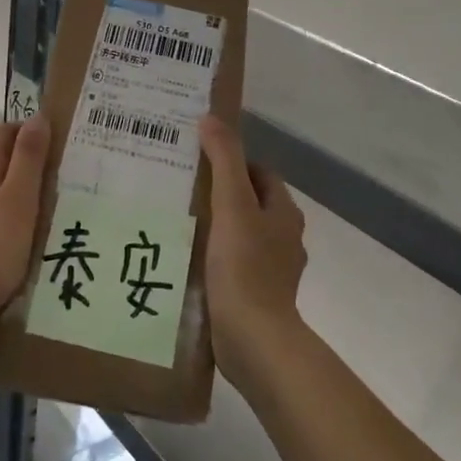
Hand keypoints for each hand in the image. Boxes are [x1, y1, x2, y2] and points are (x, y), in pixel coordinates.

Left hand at [0, 117, 50, 336]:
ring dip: (19, 193)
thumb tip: (37, 116)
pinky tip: (23, 239)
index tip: (61, 142)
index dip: (31, 130)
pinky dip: (7, 218)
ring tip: (51, 209)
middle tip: (64, 178)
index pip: (4, 132)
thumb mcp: (18, 200)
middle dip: (29, 163)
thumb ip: (28, 159)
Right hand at [199, 115, 307, 383]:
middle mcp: (284, 238)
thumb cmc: (245, 267)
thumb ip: (223, 160)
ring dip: (214, 226)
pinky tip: (184, 258)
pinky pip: (232, 263)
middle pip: (249, 202)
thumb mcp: (233, 205)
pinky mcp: (255, 295)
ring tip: (176, 220)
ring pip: (239, 234)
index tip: (198, 159)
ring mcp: (271, 270)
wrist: (254, 341)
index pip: (260, 173)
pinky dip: (213, 256)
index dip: (232, 162)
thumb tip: (211, 118)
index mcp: (284, 213)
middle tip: (180, 186)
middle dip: (219, 193)